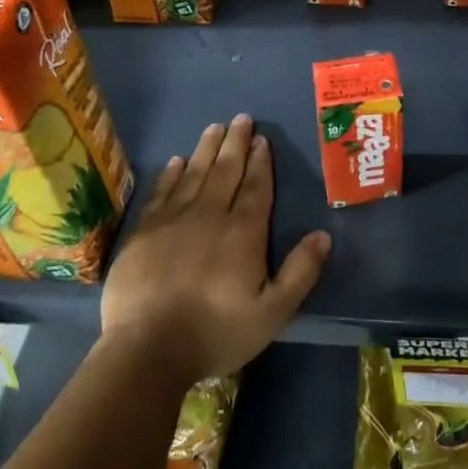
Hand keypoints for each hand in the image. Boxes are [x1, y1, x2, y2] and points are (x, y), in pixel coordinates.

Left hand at [101, 114, 330, 385]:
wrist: (147, 350)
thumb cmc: (216, 333)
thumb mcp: (272, 313)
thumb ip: (300, 272)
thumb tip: (324, 234)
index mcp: (243, 232)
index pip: (255, 187)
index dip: (260, 161)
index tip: (262, 139)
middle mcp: (209, 215)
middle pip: (225, 170)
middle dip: (235, 143)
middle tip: (241, 118)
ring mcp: (173, 220)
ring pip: (194, 174)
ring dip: (206, 149)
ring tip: (214, 127)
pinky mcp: (143, 232)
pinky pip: (161, 192)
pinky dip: (170, 174)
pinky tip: (176, 161)